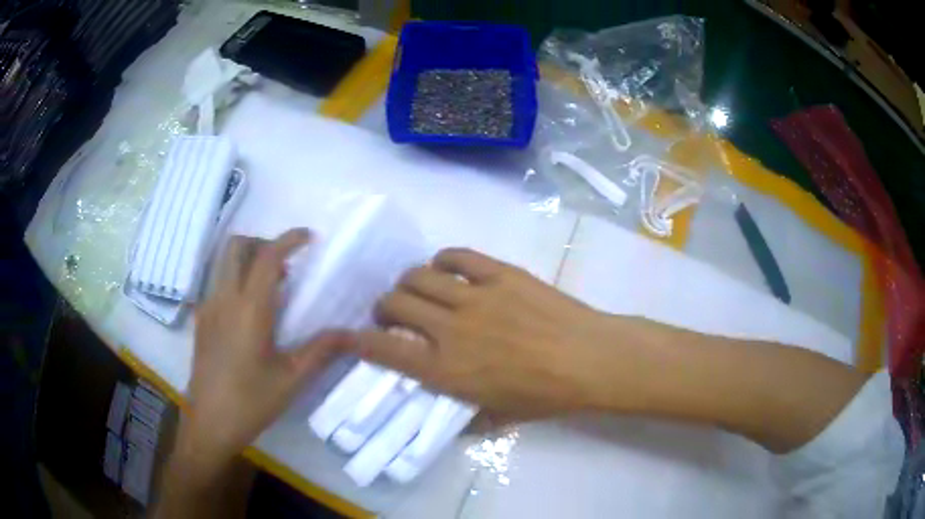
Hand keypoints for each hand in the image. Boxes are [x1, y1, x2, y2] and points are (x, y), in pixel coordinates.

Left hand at [183, 229, 350, 477]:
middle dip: (262, 242)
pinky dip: (237, 279)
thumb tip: (350, 333)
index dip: (288, 239)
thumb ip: (321, 350)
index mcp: (249, 309)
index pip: (267, 256)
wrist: (210, 423)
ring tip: (272, 287)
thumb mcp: (291, 379)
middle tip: (286, 263)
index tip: (308, 237)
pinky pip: (218, 283)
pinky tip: (250, 311)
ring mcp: (208, 307)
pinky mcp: (201, 320)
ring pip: (224, 262)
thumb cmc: (251, 402)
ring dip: (248, 260)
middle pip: (236, 246)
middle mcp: (224, 299)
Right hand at [354, 248, 630, 420]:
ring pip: (418, 275)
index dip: (360, 340)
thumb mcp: (497, 418)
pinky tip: (447, 269)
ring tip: (418, 290)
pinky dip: (444, 260)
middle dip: (384, 307)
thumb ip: (463, 419)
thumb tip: (443, 418)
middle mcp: (449, 329)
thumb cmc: (546, 396)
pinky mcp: (499, 273)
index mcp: (445, 370)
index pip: (384, 348)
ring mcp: (474, 297)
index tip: (355, 336)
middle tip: (394, 313)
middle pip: (394, 303)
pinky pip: (458, 256)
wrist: (589, 360)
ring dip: (408, 282)